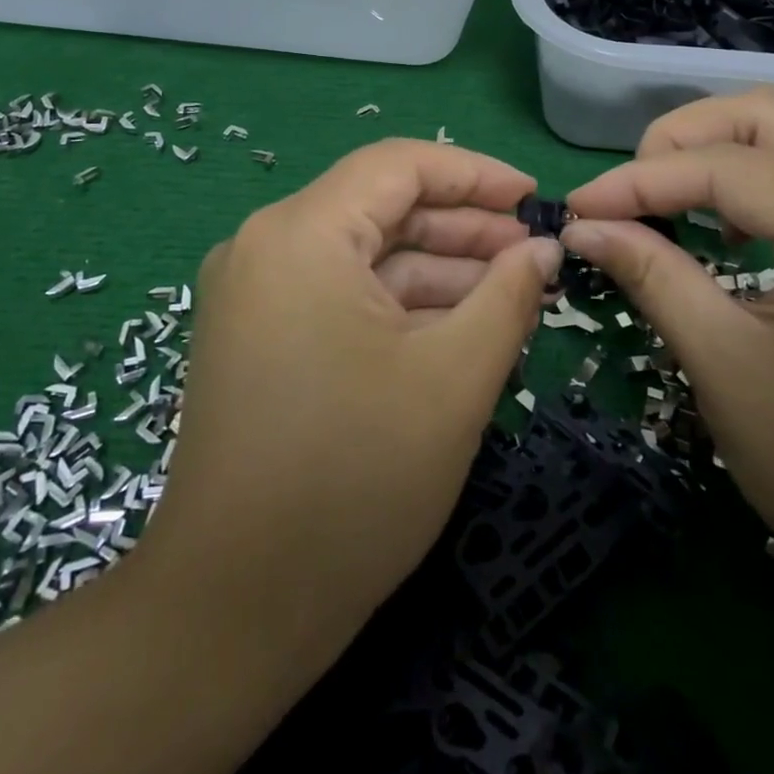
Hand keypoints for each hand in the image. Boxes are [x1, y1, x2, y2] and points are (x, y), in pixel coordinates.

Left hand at [135, 139, 562, 655]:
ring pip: (363, 254)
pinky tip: (457, 325)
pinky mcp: (257, 335)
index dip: (475, 173)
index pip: (398, 165)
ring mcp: (254, 292)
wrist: (232, 609)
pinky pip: (340, 294)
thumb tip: (541, 249)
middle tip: (533, 256)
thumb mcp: (452, 379)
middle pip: (380, 207)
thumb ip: (507, 296)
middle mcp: (265, 245)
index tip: (536, 200)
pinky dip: (398, 304)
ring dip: (436, 270)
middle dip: (462, 227)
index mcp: (300, 233)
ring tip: (511, 293)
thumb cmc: (352, 480)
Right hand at [561, 89, 773, 595]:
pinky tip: (728, 224)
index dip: (639, 179)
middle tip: (632, 191)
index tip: (578, 208)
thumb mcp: (723, 366)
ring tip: (673, 195)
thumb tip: (582, 225)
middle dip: (686, 136)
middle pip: (772, 113)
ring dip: (724, 144)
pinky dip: (759, 174)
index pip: (727, 167)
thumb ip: (650, 275)